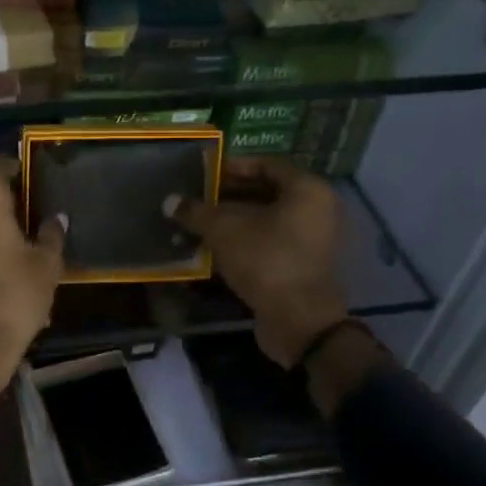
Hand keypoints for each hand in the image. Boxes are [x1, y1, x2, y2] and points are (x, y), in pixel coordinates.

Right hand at [165, 156, 349, 366]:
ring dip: (232, 220)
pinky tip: (213, 246)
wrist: (299, 320)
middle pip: (265, 192)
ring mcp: (311, 239)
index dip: (232, 166)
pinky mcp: (302, 265)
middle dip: (228, 195)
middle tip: (196, 198)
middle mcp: (316, 209)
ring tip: (198, 223)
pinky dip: (243, 241)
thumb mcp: (223, 230)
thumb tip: (169, 201)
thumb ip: (196, 211)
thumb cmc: (265, 259)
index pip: (265, 164)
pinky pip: (269, 242)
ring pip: (265, 220)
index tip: (203, 173)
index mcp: (306, 189)